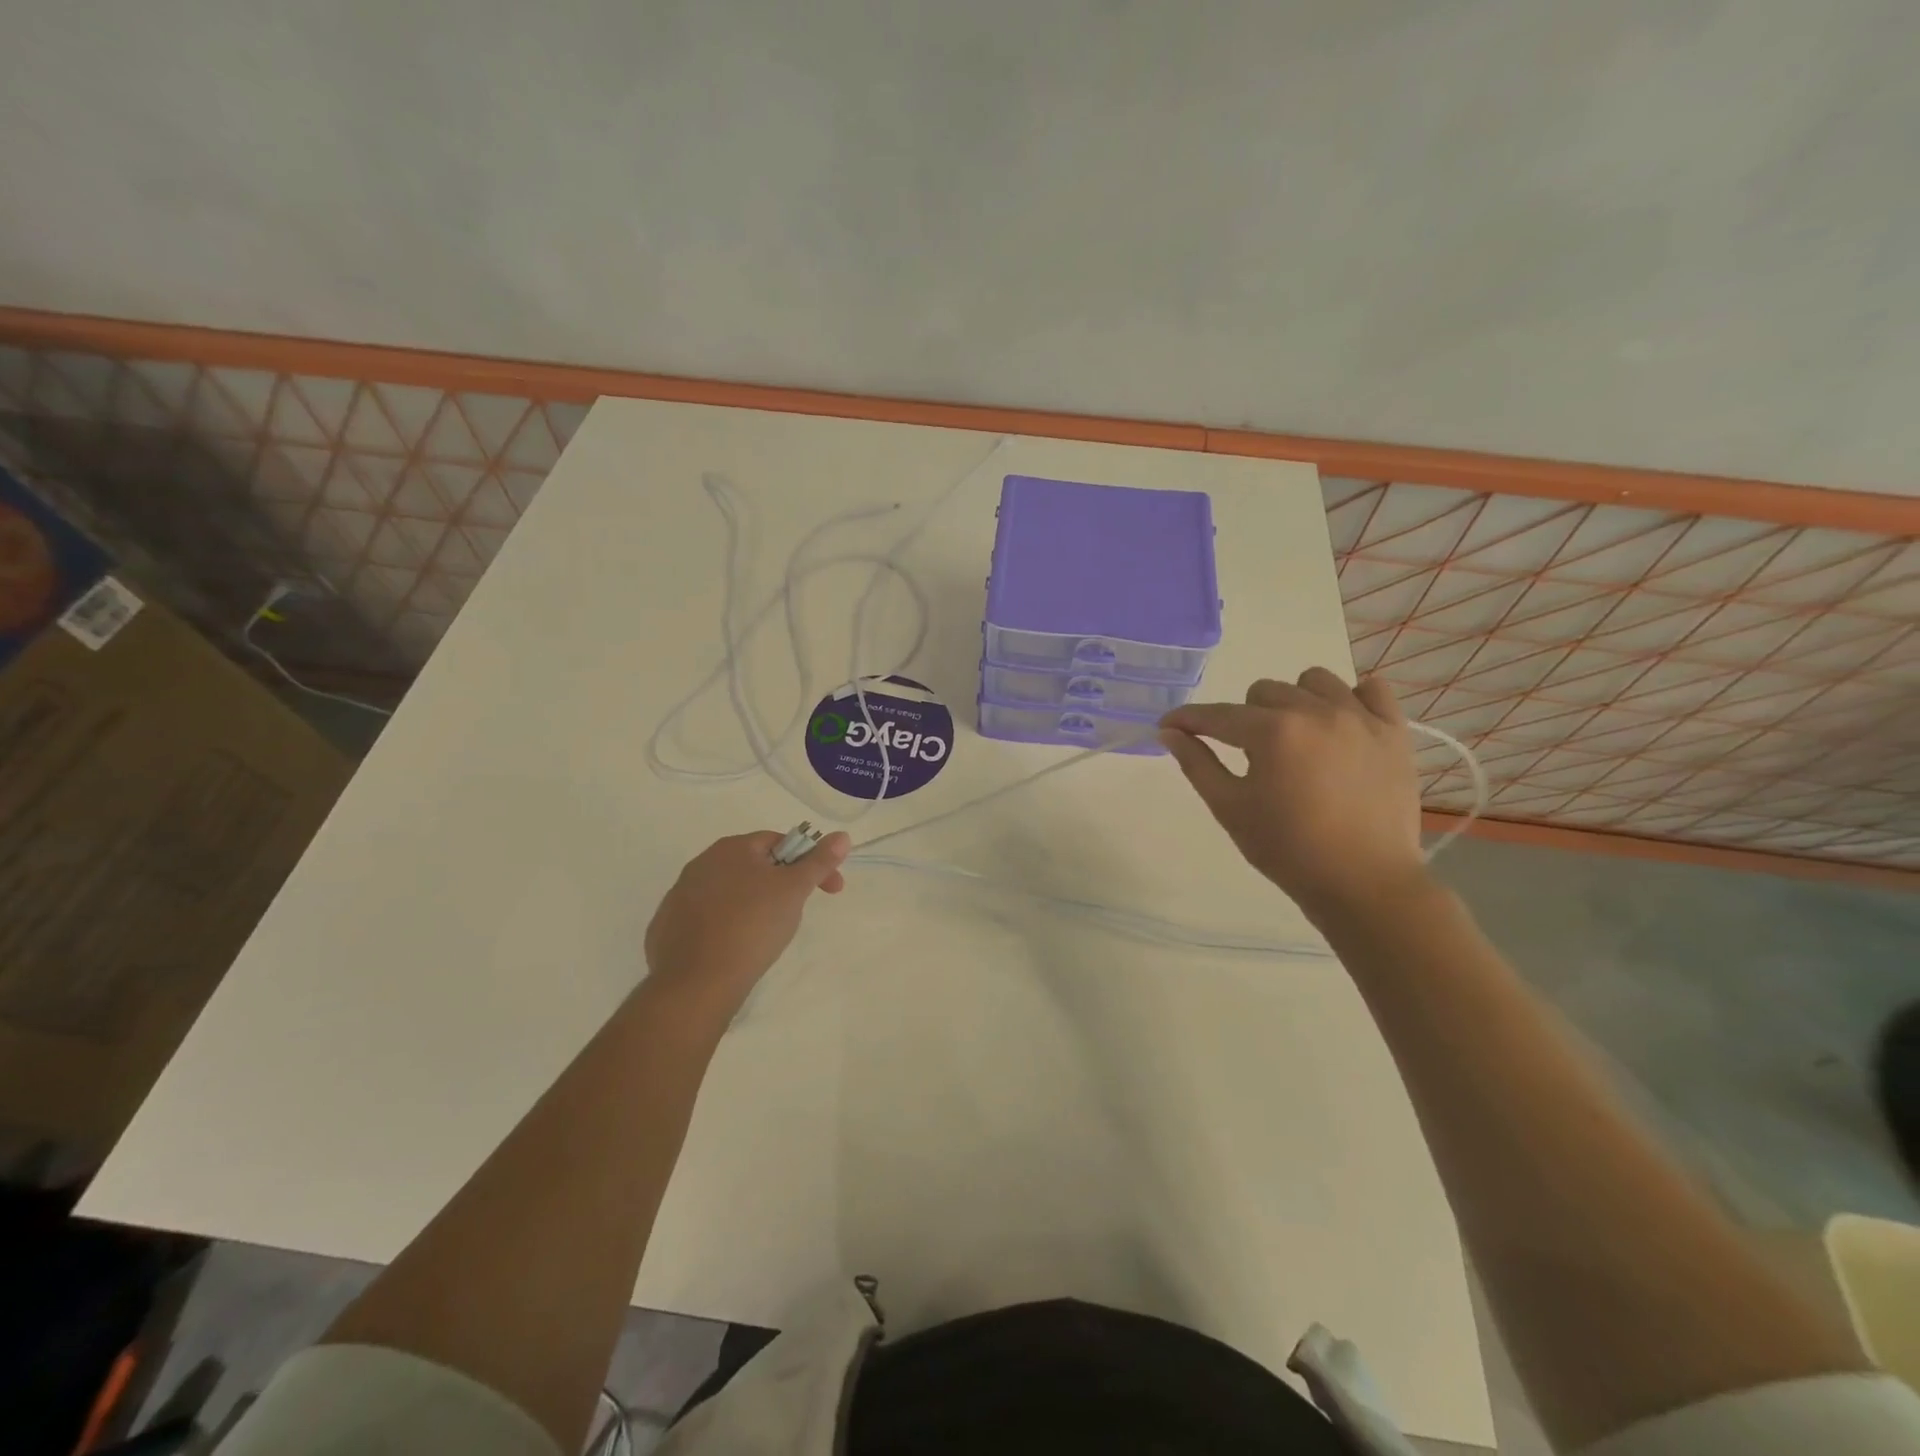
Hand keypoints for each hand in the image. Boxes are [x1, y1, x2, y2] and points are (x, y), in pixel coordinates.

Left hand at [644, 830, 850, 1007]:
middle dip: (780, 884)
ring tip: (767, 934)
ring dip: (752, 904)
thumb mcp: (794, 890)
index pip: (778, 842)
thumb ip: (819, 861)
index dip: (808, 862)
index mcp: (731, 848)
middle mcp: (701, 864)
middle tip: (797, 912)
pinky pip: (707, 918)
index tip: (828, 889)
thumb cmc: (752, 926)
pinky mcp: (667, 928)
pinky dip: (726, 926)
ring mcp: (679, 896)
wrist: (696, 983)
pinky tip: (736, 948)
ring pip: (729, 893)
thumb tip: (842, 835)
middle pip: (753, 866)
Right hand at [1159, 670, 1427, 920]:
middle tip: (1249, 754)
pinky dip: (1352, 699)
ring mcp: (1360, 718)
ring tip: (1297, 736)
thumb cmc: (1287, 849)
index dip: (1186, 719)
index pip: (1217, 715)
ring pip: (1315, 681)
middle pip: (1264, 691)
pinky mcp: (1394, 732)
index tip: (1168, 726)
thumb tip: (1169, 732)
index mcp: (1272, 732)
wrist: (1364, 883)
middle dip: (1245, 717)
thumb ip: (1196, 763)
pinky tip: (1342, 726)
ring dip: (1295, 701)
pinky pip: (1373, 689)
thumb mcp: (1230, 808)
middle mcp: (1315, 712)